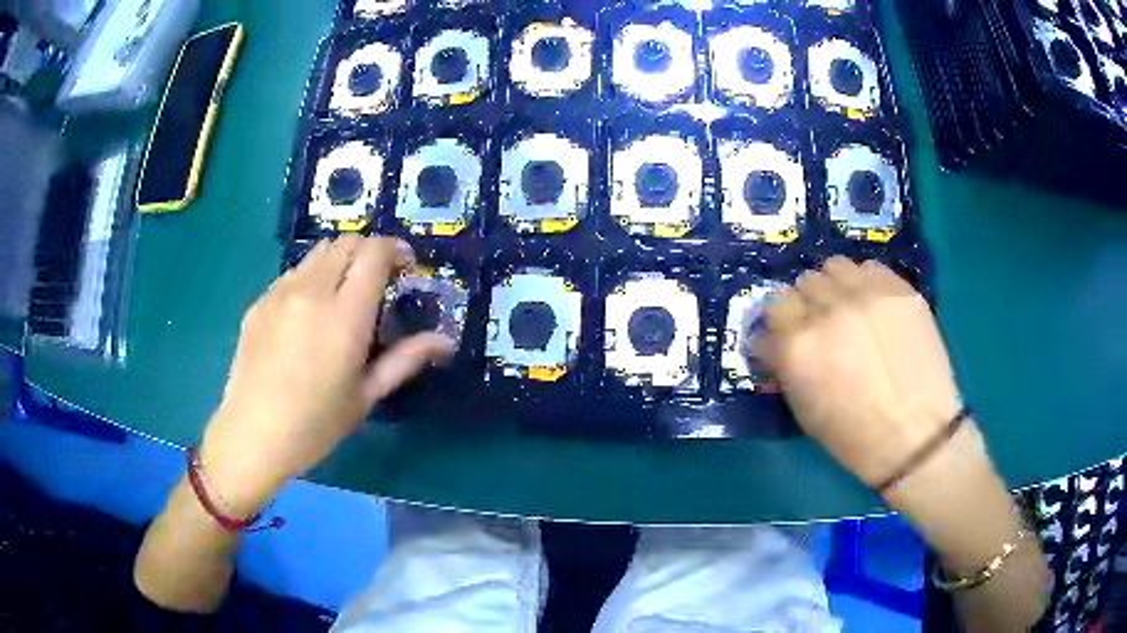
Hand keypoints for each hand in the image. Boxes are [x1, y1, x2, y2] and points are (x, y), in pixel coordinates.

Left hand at [200, 236, 454, 512]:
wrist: (252, 435)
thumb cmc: (316, 424)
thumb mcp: (366, 395)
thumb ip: (405, 359)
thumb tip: (445, 340)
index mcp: (344, 316)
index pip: (374, 253)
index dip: (395, 250)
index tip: (406, 266)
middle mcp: (311, 292)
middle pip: (346, 243)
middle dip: (369, 252)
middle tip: (378, 280)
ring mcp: (280, 293)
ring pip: (317, 253)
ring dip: (339, 261)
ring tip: (343, 294)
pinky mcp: (260, 301)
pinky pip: (293, 274)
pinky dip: (311, 278)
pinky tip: (308, 314)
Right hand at [751, 257, 963, 487]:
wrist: (917, 437)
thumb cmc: (855, 437)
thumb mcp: (804, 410)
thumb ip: (785, 365)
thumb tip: (776, 340)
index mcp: (798, 346)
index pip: (772, 308)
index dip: (780, 325)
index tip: (788, 337)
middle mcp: (828, 311)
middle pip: (803, 283)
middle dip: (807, 305)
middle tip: (823, 327)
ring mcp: (867, 295)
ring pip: (834, 266)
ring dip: (835, 287)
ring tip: (849, 310)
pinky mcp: (898, 289)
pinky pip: (870, 268)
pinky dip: (865, 284)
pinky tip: (875, 309)